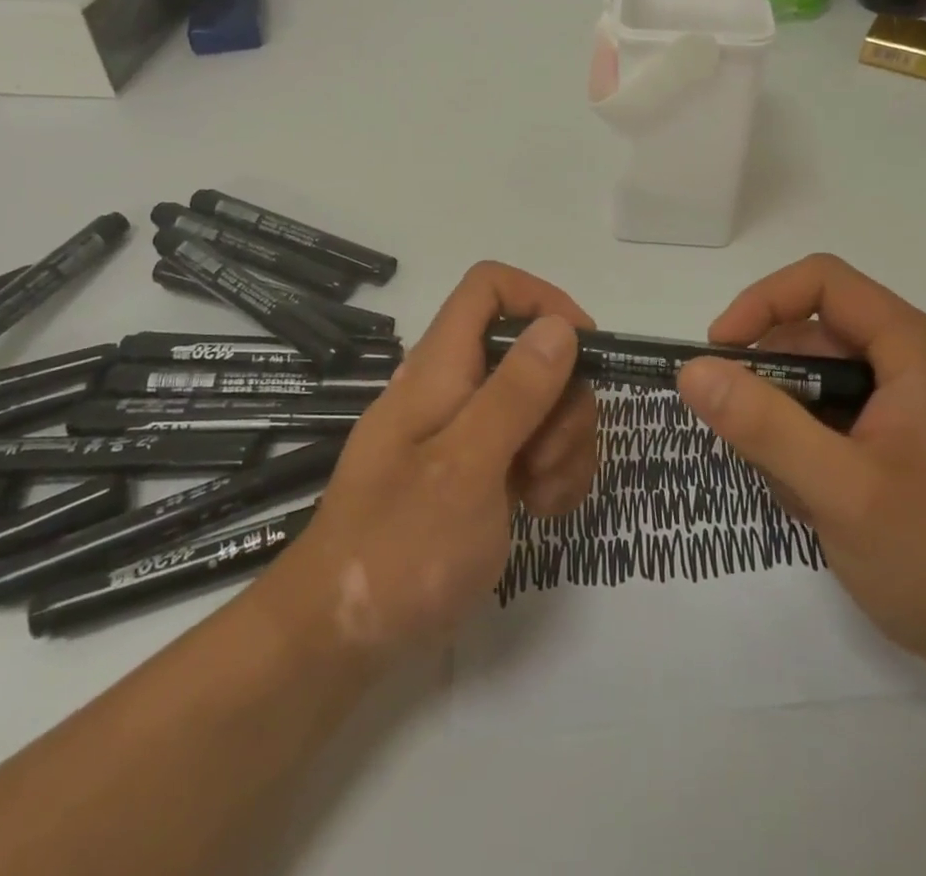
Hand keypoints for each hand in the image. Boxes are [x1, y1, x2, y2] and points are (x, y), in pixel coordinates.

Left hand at [268, 262, 597, 660]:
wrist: (342, 638)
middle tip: (551, 455)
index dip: (541, 299)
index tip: (583, 349)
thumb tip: (559, 326)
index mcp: (442, 367)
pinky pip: (537, 449)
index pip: (490, 288)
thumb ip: (515, 393)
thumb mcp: (465, 466)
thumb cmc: (398, 547)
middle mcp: (457, 388)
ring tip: (543, 496)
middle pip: (533, 351)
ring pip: (544, 403)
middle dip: (565, 397)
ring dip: (565, 444)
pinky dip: (554, 474)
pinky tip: (543, 512)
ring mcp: (470, 433)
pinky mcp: (482, 473)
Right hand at [676, 254, 925, 673]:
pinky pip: (836, 415)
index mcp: (914, 348)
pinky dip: (809, 448)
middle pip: (814, 335)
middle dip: (771, 385)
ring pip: (818, 381)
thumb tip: (692, 371)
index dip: (761, 303)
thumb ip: (763, 425)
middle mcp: (916, 360)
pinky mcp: (907, 436)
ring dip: (787, 427)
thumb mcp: (840, 491)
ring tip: (798, 492)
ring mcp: (914, 400)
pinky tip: (817, 503)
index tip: (719, 355)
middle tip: (750, 445)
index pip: (821, 282)